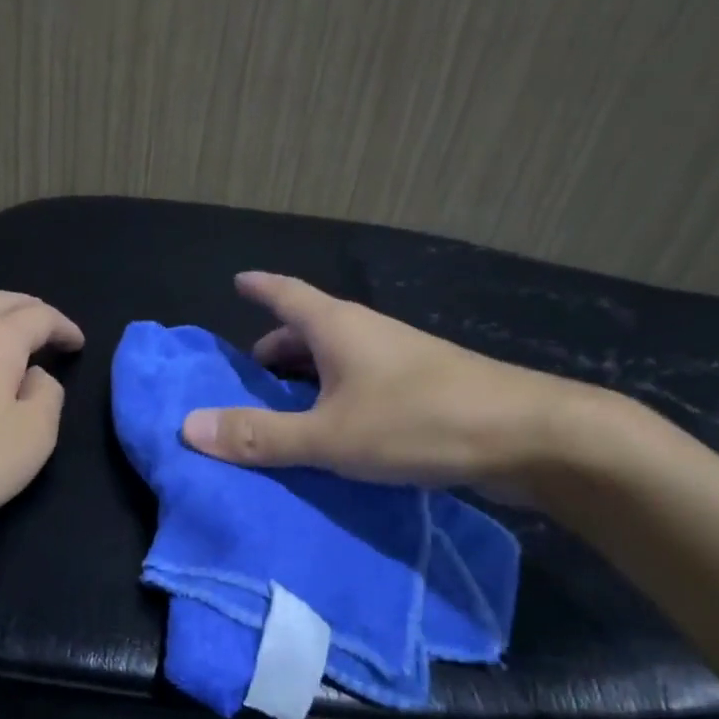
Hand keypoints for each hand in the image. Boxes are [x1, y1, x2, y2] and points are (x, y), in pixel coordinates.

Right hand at [181, 272, 598, 491]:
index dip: (260, 287)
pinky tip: (334, 432)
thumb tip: (188, 427)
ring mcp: (400, 361)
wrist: (531, 437)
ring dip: (307, 377)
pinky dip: (336, 398)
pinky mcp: (424, 390)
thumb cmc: (419, 422)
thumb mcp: (328, 435)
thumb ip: (259, 435)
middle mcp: (368, 334)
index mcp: (338, 327)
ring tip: (284, 408)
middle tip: (249, 373)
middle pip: (310, 329)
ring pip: (338, 359)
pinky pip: (362, 384)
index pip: (287, 294)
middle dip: (277, 346)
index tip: (238, 281)